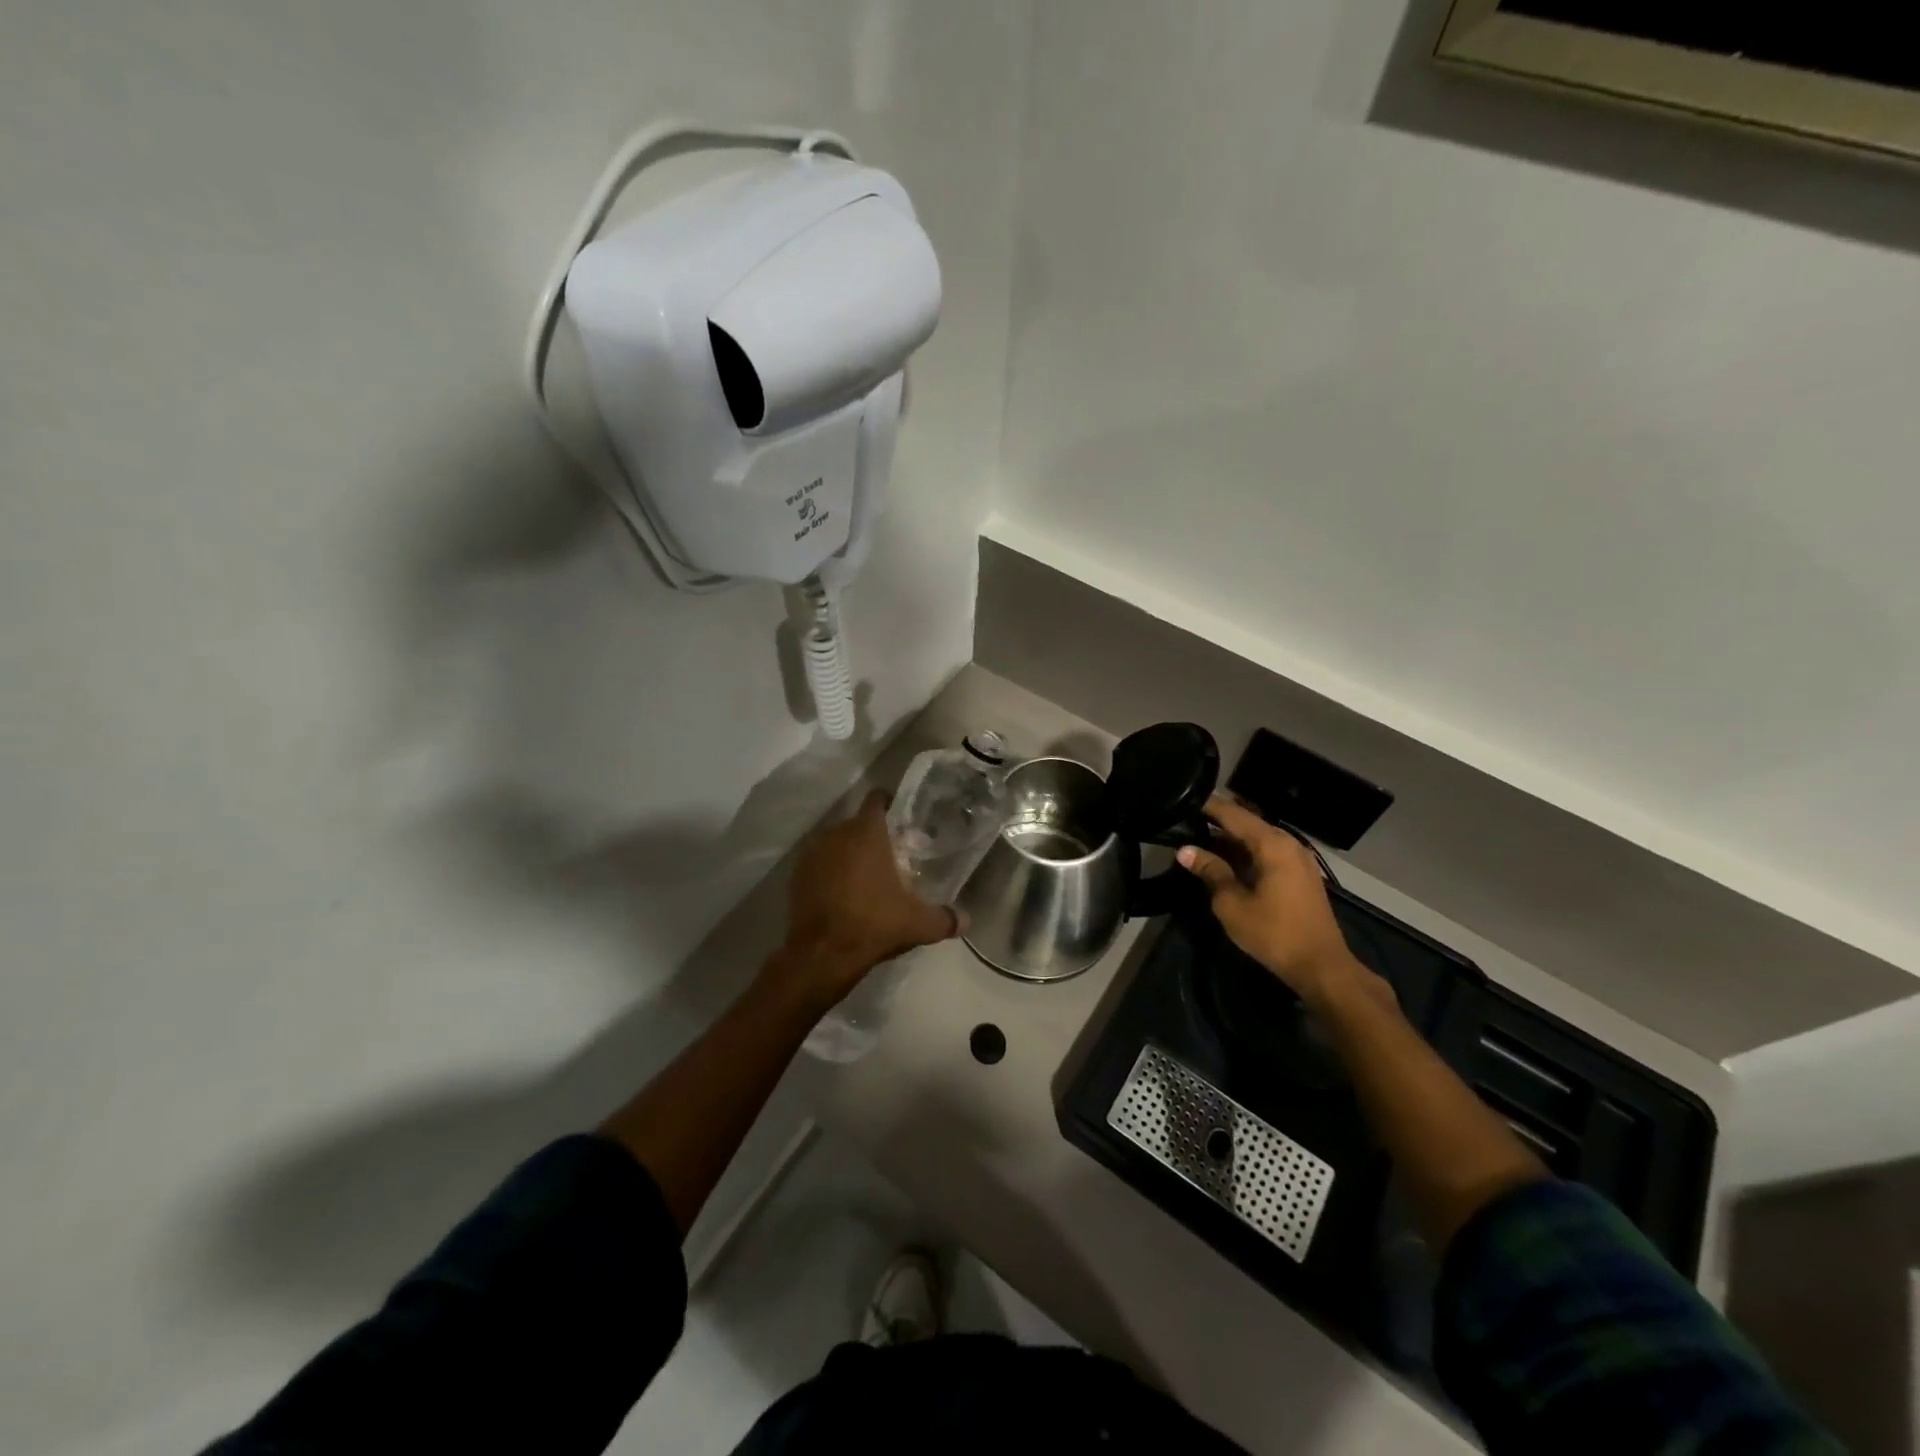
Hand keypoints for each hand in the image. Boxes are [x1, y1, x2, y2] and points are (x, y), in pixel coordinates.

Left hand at [769, 789, 961, 1010]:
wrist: (821, 954)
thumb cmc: (873, 925)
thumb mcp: (917, 924)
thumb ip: (945, 918)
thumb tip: (966, 921)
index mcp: (866, 833)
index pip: (877, 800)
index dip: (889, 804)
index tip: (901, 817)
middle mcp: (836, 834)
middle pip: (857, 823)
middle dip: (873, 836)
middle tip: (891, 856)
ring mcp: (812, 854)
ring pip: (836, 843)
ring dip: (849, 854)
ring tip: (866, 876)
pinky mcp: (796, 876)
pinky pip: (819, 864)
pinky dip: (830, 872)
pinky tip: (842, 894)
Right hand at [1177, 794, 1360, 1004]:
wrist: (1321, 967)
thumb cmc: (1273, 933)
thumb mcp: (1232, 903)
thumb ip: (1210, 871)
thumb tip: (1185, 850)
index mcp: (1271, 844)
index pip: (1232, 814)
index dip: (1206, 806)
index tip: (1182, 801)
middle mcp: (1288, 843)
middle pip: (1246, 823)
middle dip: (1216, 821)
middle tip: (1185, 821)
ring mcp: (1297, 858)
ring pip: (1257, 838)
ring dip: (1230, 839)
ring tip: (1198, 840)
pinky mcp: (1300, 874)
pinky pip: (1267, 852)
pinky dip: (1245, 852)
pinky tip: (1225, 861)